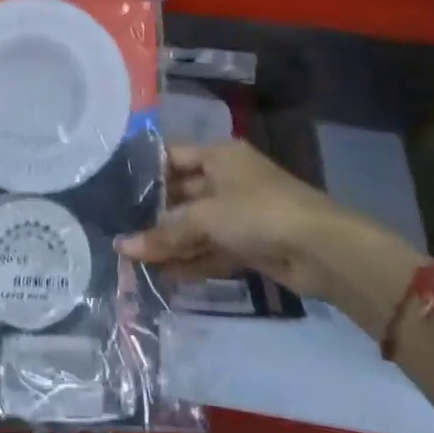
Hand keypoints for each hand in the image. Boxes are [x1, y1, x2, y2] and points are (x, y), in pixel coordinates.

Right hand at [119, 141, 374, 303]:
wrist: (322, 249)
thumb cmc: (259, 212)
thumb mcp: (206, 217)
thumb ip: (165, 233)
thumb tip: (122, 248)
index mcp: (219, 156)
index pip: (172, 157)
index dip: (144, 172)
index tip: (110, 190)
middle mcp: (226, 179)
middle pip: (181, 195)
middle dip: (152, 216)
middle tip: (115, 231)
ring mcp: (238, 213)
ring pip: (194, 227)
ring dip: (169, 244)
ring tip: (131, 261)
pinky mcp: (247, 244)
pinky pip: (210, 250)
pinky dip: (190, 262)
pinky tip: (162, 276)